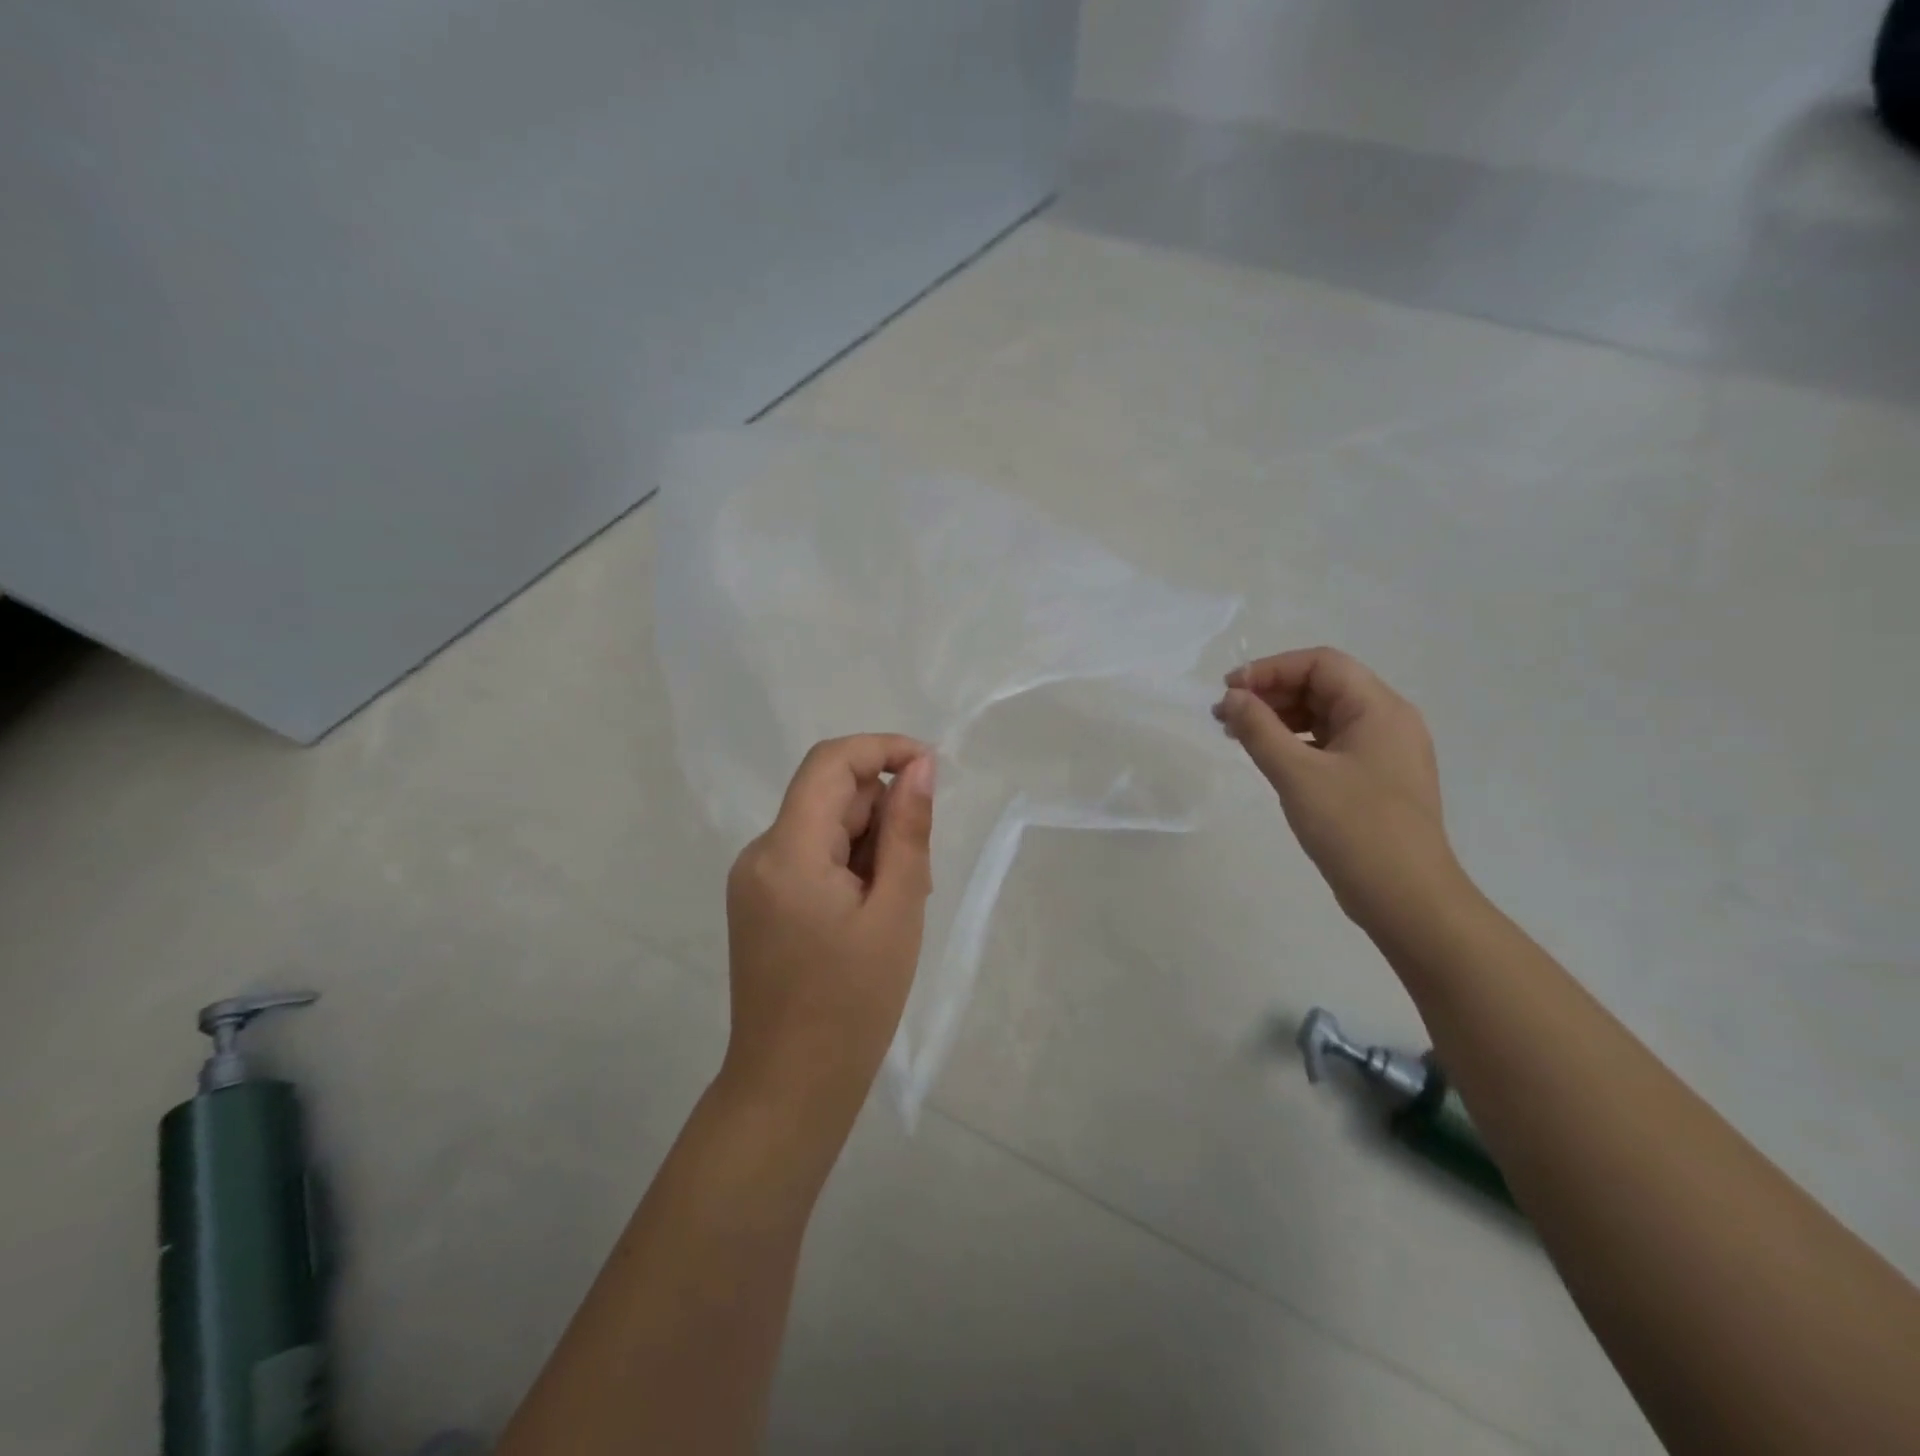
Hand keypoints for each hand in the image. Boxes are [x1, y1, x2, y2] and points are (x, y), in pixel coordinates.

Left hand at [720, 735, 936, 1131]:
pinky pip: (811, 858)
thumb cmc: (853, 1003)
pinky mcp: (759, 901)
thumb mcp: (896, 910)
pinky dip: (848, 869)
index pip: (830, 763)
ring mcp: (753, 879)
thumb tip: (920, 766)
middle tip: (917, 878)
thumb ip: (907, 830)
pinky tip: (869, 916)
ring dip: (869, 848)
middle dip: (881, 817)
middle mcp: (759, 853)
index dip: (882, 750)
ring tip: (894, 909)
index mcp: (787, 851)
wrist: (791, 1087)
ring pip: (824, 828)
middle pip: (829, 798)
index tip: (931, 769)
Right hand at [1213, 648, 1466, 936]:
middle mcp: (1388, 721)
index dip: (1270, 669)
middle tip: (1226, 715)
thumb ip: (1259, 729)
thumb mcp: (1297, 774)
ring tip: (1239, 735)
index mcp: (1380, 709)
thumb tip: (1232, 698)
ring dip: (1281, 718)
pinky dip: (1297, 742)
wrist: (1407, 898)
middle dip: (1272, 693)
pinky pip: (1332, 744)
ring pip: (1326, 716)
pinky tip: (1270, 758)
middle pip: (1324, 685)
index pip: (1321, 664)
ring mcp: (1385, 752)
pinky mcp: (1376, 779)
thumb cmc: (1354, 828)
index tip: (1229, 690)